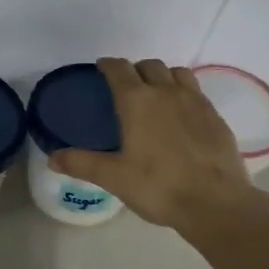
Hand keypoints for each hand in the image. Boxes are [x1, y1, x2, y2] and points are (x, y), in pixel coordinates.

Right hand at [50, 58, 255, 230]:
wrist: (215, 202)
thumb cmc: (158, 186)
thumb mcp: (113, 177)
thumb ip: (81, 163)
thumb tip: (52, 157)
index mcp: (137, 101)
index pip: (119, 69)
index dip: (108, 65)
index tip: (102, 68)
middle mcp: (166, 92)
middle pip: (149, 66)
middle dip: (135, 70)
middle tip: (127, 87)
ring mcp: (195, 101)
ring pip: (176, 73)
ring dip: (163, 76)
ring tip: (156, 94)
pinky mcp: (215, 116)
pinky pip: (196, 91)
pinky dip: (184, 93)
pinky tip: (182, 115)